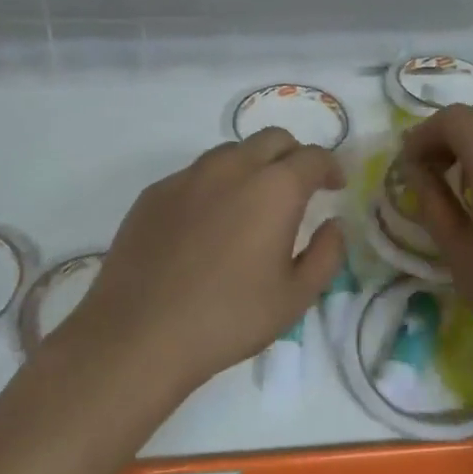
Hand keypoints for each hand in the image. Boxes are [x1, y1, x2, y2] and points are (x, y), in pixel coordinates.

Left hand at [52, 129, 345, 389]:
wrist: (139, 334)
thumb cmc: (228, 318)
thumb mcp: (295, 298)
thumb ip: (326, 255)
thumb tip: (333, 226)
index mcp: (274, 188)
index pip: (314, 157)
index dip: (331, 168)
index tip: (334, 187)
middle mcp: (232, 168)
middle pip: (273, 139)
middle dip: (294, 156)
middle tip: (299, 188)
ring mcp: (188, 176)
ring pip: (231, 152)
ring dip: (253, 165)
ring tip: (253, 203)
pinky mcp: (155, 193)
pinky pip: (195, 174)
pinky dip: (215, 185)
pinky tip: (208, 223)